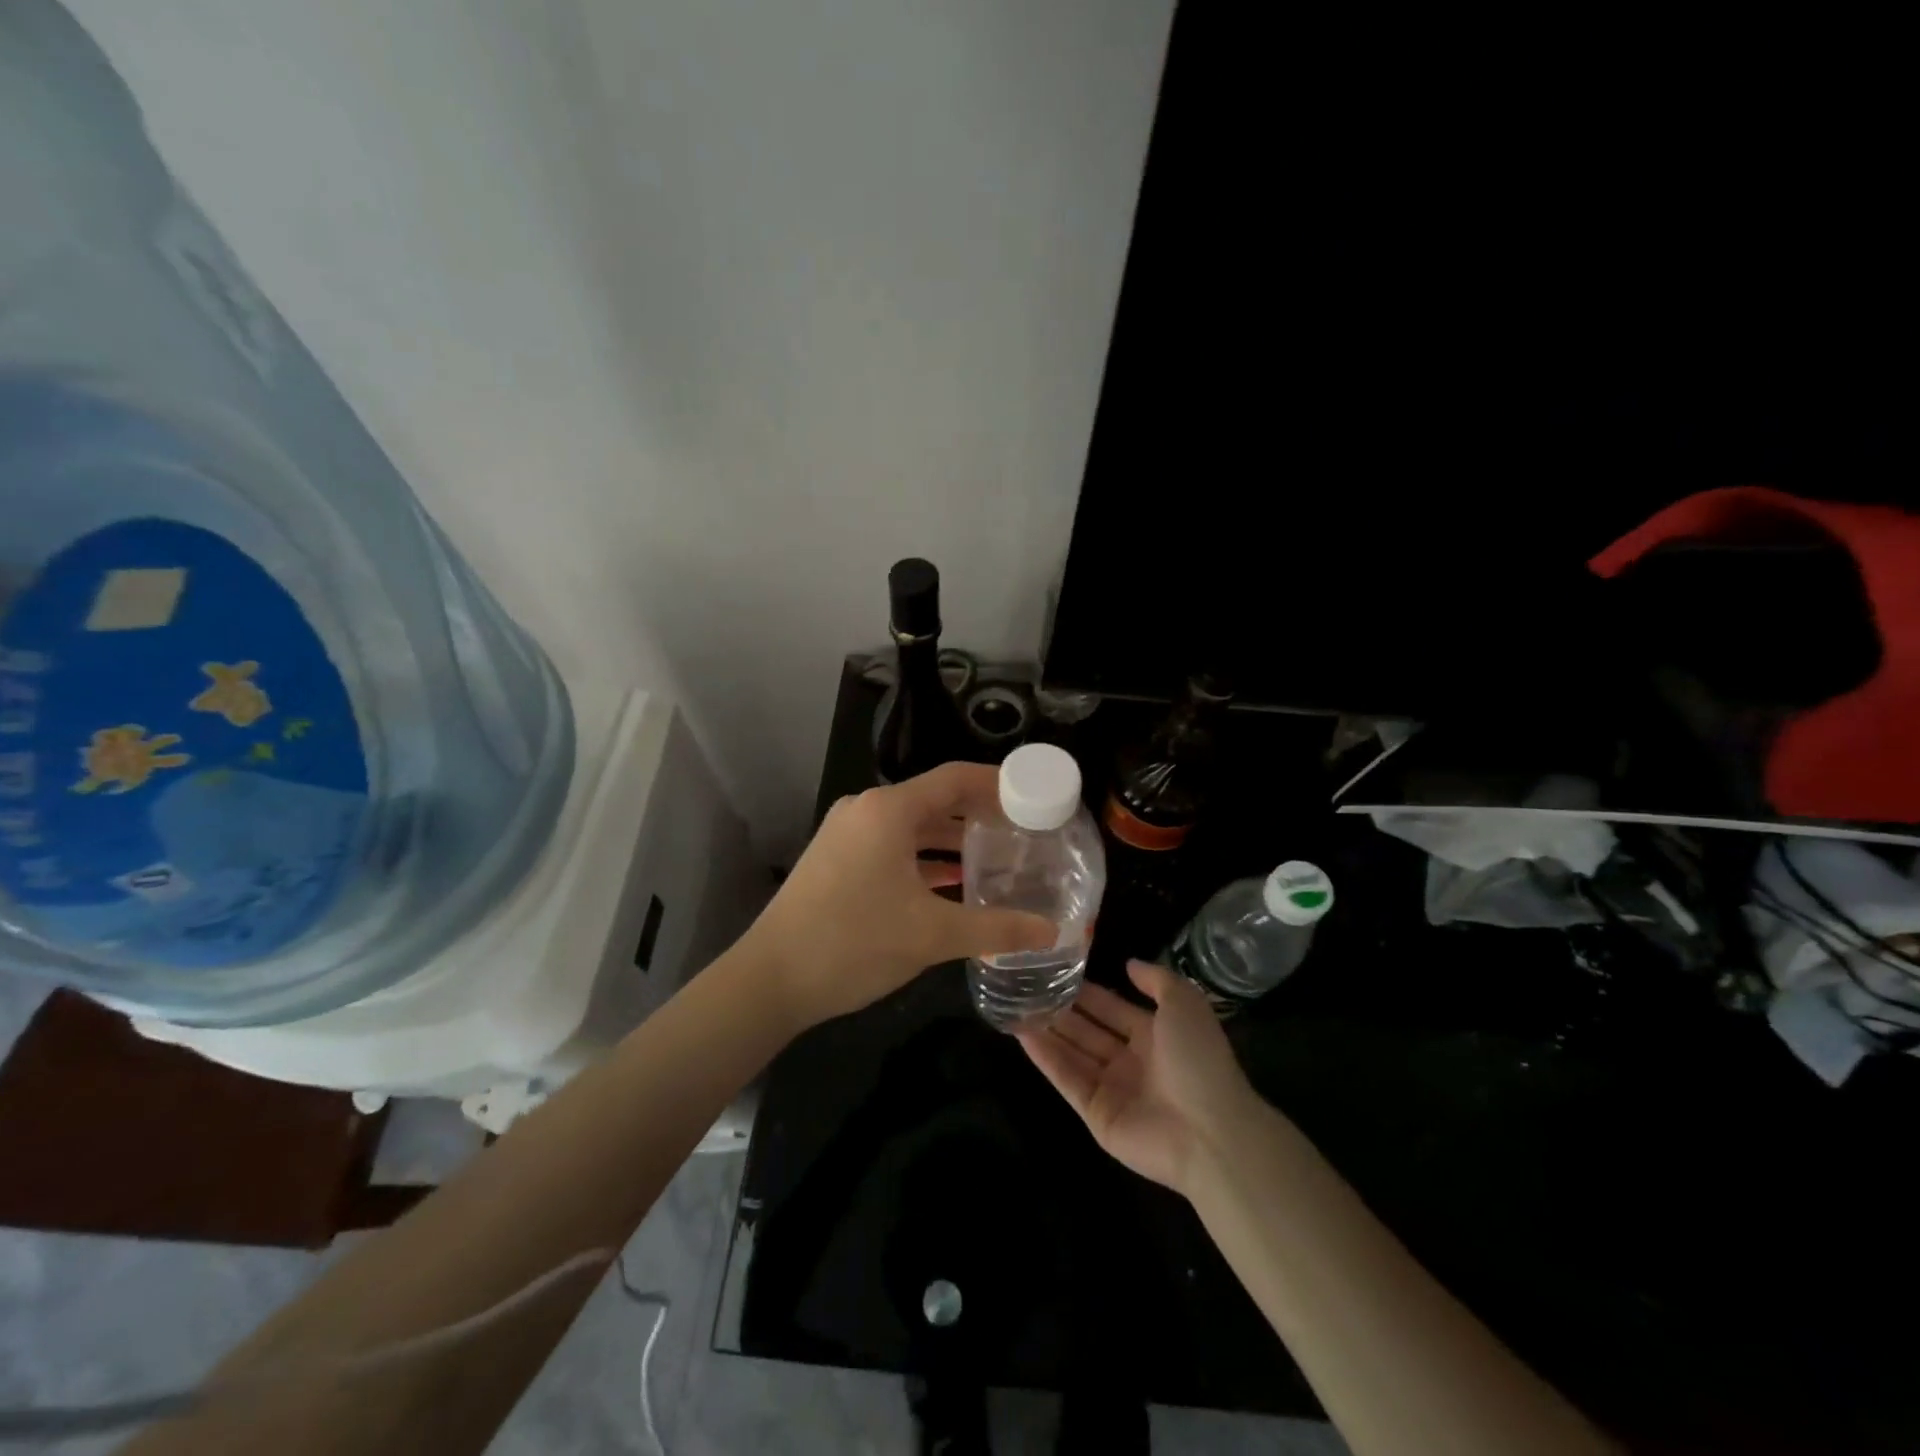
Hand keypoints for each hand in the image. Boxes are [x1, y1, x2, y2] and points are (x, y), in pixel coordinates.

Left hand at [743, 762, 1056, 1030]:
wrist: (770, 979)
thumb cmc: (854, 943)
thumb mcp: (932, 936)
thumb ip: (997, 929)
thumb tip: (1052, 932)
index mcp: (889, 810)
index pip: (956, 778)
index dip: (999, 783)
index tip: (1035, 796)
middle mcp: (866, 810)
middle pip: (935, 800)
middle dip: (979, 815)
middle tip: (1024, 832)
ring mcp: (847, 834)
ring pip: (913, 826)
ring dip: (952, 840)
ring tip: (996, 858)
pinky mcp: (837, 859)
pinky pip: (892, 847)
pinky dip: (924, 859)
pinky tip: (952, 884)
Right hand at [1019, 960, 1261, 1195]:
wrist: (1210, 1132)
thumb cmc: (1199, 1060)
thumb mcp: (1185, 1003)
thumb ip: (1156, 980)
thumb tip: (1128, 963)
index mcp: (1155, 1035)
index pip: (1112, 1007)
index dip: (1087, 991)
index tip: (1056, 970)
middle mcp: (1131, 1060)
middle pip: (1088, 1030)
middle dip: (1061, 1009)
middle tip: (1027, 986)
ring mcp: (1112, 1089)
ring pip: (1073, 1052)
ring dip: (1047, 1030)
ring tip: (1015, 1005)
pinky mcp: (1095, 1113)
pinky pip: (1067, 1079)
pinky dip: (1045, 1057)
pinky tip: (1022, 1034)